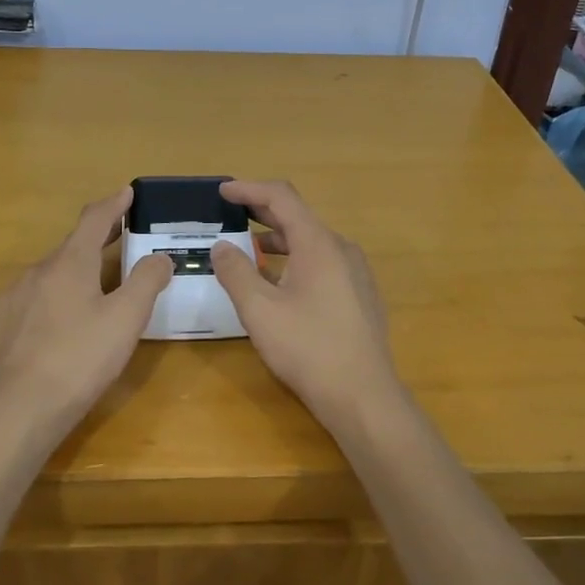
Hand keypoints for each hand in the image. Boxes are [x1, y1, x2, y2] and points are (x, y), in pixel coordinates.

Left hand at [0, 187, 171, 442]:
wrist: (18, 410)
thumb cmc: (80, 359)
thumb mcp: (126, 319)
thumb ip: (146, 281)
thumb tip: (159, 256)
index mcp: (69, 263)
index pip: (94, 219)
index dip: (114, 204)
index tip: (127, 192)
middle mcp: (36, 272)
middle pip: (71, 247)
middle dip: (97, 240)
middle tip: (121, 238)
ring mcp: (11, 299)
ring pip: (49, 277)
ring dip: (73, 274)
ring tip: (93, 292)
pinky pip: (30, 303)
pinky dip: (51, 302)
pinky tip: (58, 327)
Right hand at [209, 180, 399, 425]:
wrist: (363, 395)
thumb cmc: (308, 348)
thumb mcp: (259, 310)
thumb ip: (236, 272)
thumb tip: (222, 246)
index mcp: (318, 244)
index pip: (282, 198)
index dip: (249, 189)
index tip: (222, 191)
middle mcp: (341, 249)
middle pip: (298, 217)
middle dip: (261, 212)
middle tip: (230, 215)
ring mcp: (356, 273)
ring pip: (311, 243)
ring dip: (277, 241)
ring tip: (248, 252)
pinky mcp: (360, 295)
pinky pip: (323, 264)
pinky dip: (295, 261)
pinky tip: (279, 285)